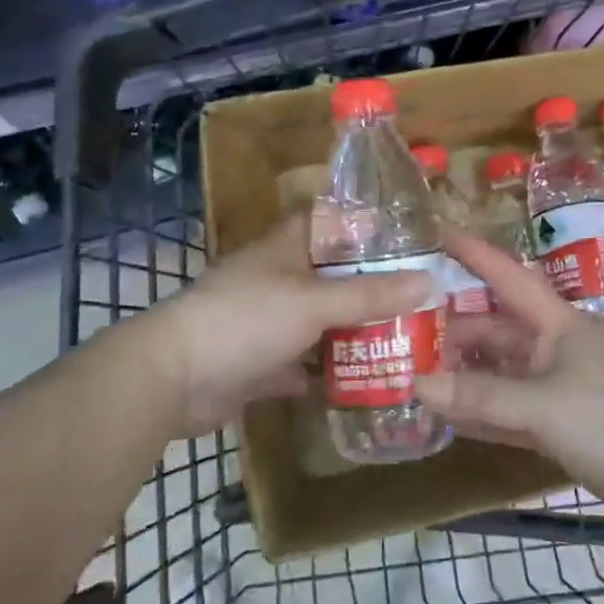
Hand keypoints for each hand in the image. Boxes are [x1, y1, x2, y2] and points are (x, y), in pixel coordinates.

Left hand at [148, 213, 433, 436]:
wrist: (172, 380)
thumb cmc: (245, 320)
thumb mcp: (314, 302)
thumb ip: (371, 294)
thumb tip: (431, 282)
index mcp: (289, 247)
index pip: (335, 222)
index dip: (372, 228)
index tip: (414, 241)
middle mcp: (282, 278)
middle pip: (337, 276)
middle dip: (376, 288)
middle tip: (425, 299)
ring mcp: (272, 322)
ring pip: (325, 321)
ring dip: (358, 332)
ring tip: (410, 340)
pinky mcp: (265, 362)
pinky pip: (309, 363)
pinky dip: (333, 372)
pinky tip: (372, 381)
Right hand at [415, 230, 603, 513]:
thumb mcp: (543, 404)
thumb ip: (481, 397)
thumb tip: (417, 384)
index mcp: (554, 323)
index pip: (506, 276)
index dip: (473, 253)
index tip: (435, 235)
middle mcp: (550, 346)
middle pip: (494, 330)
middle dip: (454, 329)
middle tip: (404, 331)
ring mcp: (554, 384)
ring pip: (498, 370)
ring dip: (463, 372)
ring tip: (415, 370)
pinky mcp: (557, 421)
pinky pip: (507, 408)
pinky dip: (480, 411)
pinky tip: (447, 415)